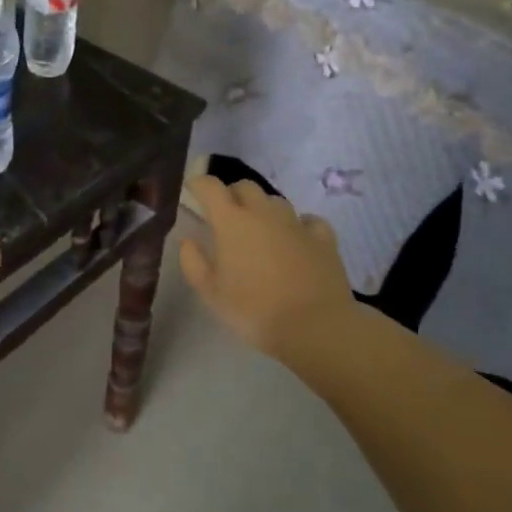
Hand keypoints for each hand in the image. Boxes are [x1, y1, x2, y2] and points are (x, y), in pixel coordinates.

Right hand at [179, 175, 352, 355]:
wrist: (315, 327)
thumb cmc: (254, 310)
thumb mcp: (211, 293)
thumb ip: (193, 262)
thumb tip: (188, 242)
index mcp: (232, 221)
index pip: (210, 187)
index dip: (199, 184)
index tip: (192, 190)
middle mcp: (263, 213)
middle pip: (245, 187)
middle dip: (232, 194)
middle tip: (226, 215)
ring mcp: (296, 223)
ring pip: (275, 201)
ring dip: (264, 209)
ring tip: (261, 231)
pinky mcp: (323, 238)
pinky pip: (308, 221)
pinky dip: (299, 225)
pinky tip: (297, 239)